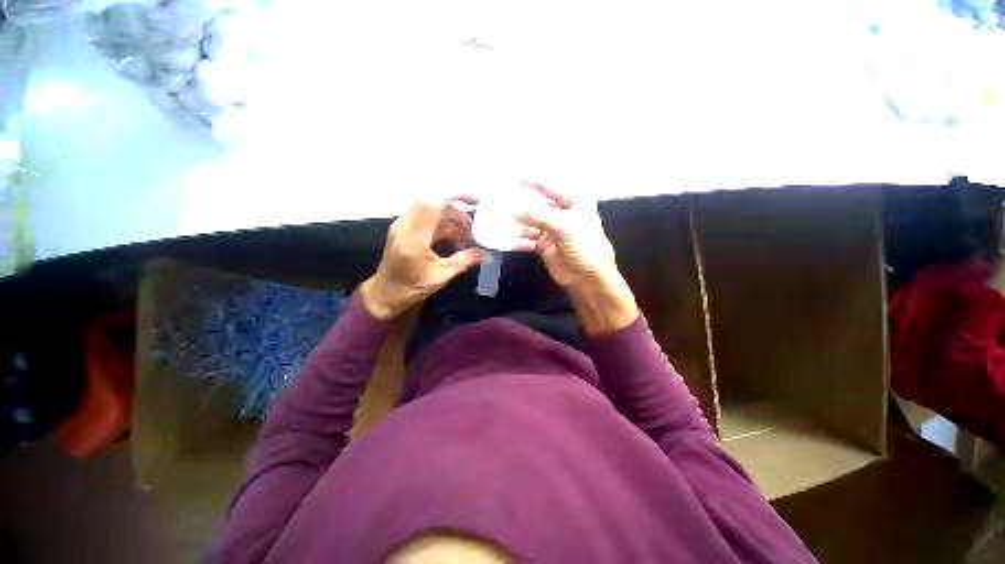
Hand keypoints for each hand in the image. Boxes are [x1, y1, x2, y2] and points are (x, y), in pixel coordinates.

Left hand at [361, 196, 484, 319]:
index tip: (473, 201)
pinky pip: (426, 220)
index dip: (454, 196)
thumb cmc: (412, 287)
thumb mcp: (441, 276)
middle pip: (433, 204)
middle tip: (472, 228)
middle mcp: (406, 225)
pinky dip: (443, 226)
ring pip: (431, 212)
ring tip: (467, 238)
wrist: (385, 293)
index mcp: (414, 236)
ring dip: (451, 220)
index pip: (433, 203)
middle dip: (456, 212)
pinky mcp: (405, 230)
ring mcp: (403, 226)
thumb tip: (485, 253)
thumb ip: (463, 261)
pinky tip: (455, 240)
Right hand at [516, 183, 638, 333]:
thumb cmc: (584, 248)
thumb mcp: (565, 227)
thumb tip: (514, 210)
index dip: (535, 183)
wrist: (588, 279)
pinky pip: (527, 239)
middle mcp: (563, 215)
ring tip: (498, 219)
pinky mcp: (544, 246)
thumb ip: (539, 216)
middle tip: (501, 201)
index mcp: (575, 204)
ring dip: (517, 223)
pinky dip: (517, 239)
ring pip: (531, 223)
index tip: (516, 179)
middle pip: (539, 206)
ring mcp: (552, 231)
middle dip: (522, 205)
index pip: (553, 188)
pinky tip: (504, 238)